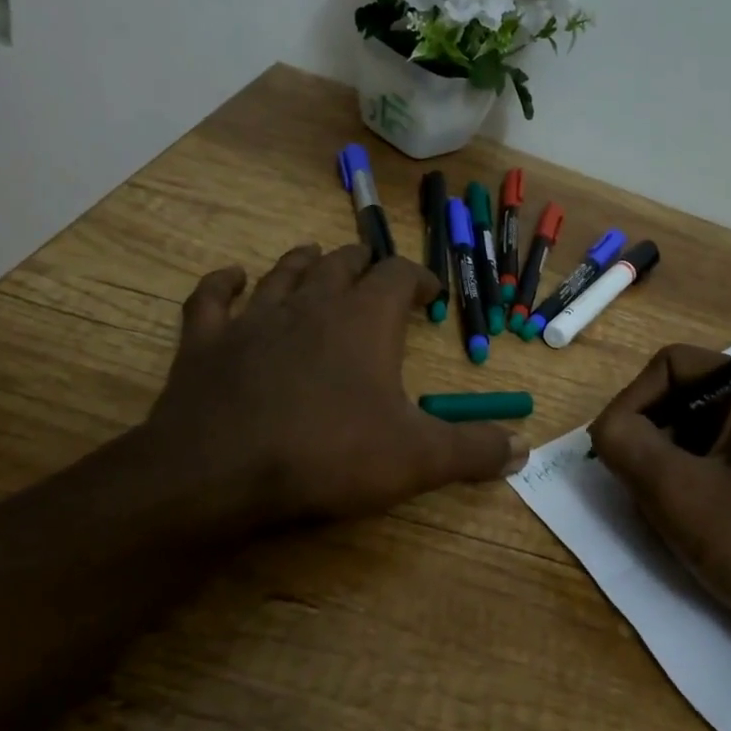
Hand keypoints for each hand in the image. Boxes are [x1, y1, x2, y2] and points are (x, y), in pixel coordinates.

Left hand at [130, 243, 526, 534]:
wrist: (219, 471)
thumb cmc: (328, 454)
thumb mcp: (417, 459)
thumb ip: (473, 451)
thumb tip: (525, 451)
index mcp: (364, 320)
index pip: (399, 276)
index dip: (418, 278)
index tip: (430, 293)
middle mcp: (311, 303)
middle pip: (342, 264)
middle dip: (364, 265)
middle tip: (376, 275)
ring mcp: (253, 318)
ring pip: (283, 272)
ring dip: (304, 263)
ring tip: (317, 259)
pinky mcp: (205, 341)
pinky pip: (212, 298)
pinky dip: (223, 284)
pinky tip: (231, 278)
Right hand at [588, 345, 730, 659]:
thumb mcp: (679, 492)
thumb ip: (626, 445)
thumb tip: (604, 428)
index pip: (669, 365)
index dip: (632, 402)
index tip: (615, 454)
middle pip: (677, 398)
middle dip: (649, 442)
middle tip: (642, 491)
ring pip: (686, 433)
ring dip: (663, 469)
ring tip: (668, 514)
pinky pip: (706, 459)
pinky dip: (684, 484)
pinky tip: (689, 524)